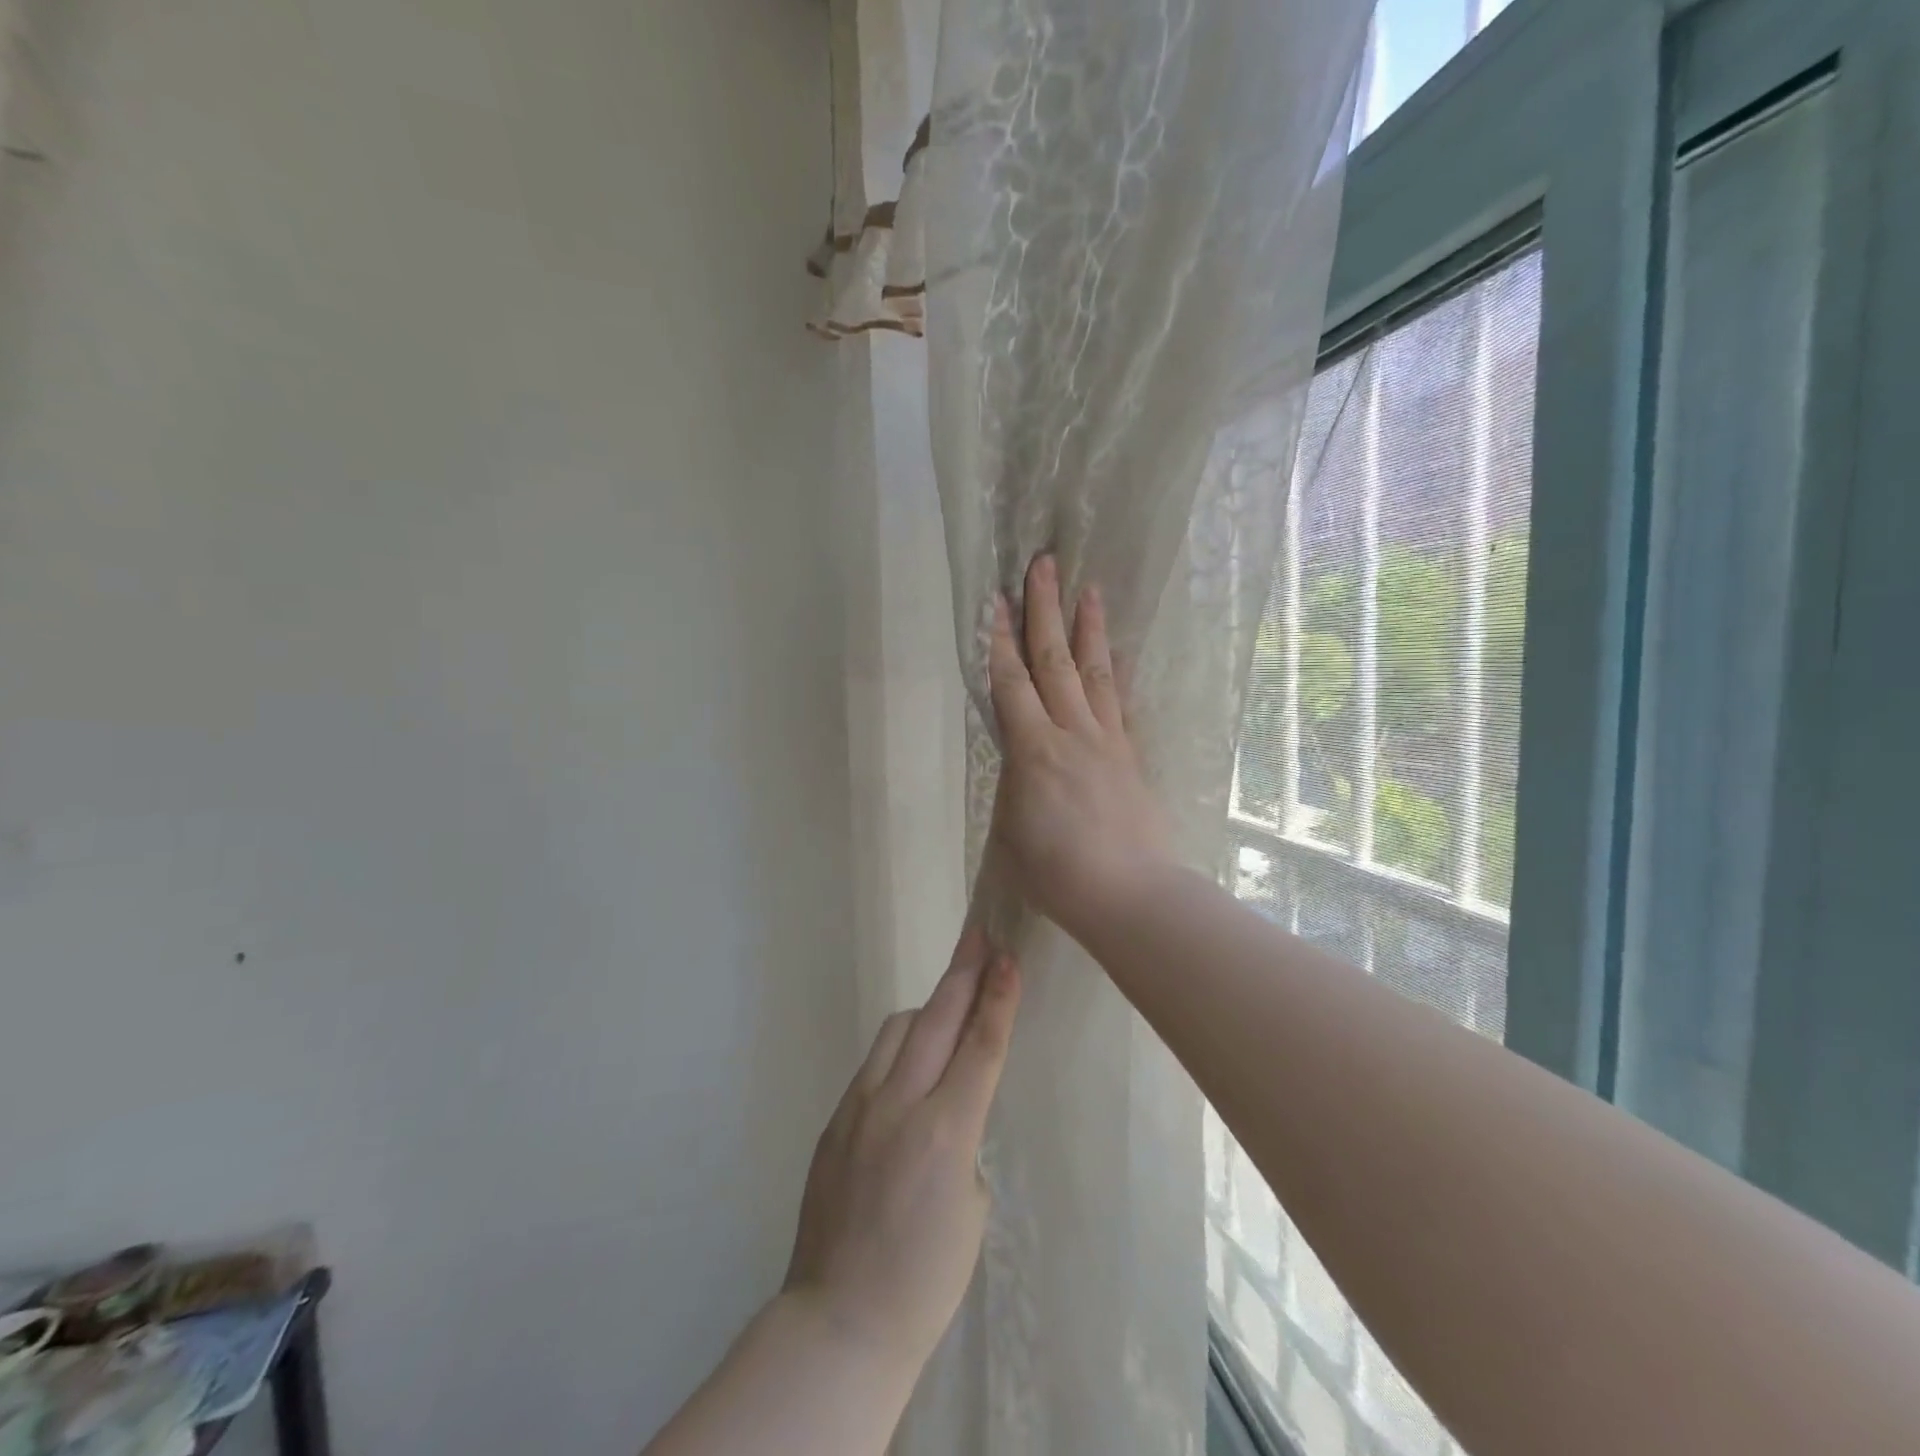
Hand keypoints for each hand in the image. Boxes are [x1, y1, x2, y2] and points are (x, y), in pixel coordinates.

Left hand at [782, 928, 1021, 1378]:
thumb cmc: (925, 1278)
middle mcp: (900, 1105)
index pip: (979, 1046)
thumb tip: (949, 1105)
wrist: (839, 1320)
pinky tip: (910, 1066)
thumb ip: (962, 1138)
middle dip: (963, 972)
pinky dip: (899, 1050)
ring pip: (898, 1030)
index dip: (997, 997)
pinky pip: (874, 1064)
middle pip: (937, 1019)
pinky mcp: (835, 1119)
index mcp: (945, 1132)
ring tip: (949, 1007)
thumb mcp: (971, 1207)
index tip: (1006, 955)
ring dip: (929, 1011)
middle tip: (979, 934)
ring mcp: (859, 1107)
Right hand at [987, 554, 1175, 937]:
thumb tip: (1020, 761)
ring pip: (1095, 672)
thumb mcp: (1010, 830)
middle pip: (1054, 660)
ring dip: (1088, 628)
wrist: (1128, 894)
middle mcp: (1071, 732)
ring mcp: (1107, 741)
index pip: (1011, 682)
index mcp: (1033, 750)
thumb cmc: (1055, 873)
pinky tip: (1119, 654)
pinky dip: (1118, 674)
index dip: (1000, 640)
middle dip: (1045, 609)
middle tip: (1044, 564)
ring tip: (1088, 589)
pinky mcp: (1131, 756)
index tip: (997, 600)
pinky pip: (1123, 704)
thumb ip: (1013, 784)